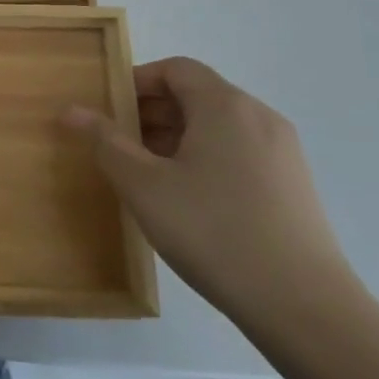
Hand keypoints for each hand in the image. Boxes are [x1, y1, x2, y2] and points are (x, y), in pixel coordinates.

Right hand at [61, 58, 358, 334]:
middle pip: (197, 95)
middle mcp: (259, 117)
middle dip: (152, 113)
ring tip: (148, 176)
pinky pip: (239, 152)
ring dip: (176, 138)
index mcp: (225, 105)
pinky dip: (206, 159)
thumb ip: (105, 141)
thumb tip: (72, 110)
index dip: (137, 82)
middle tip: (118, 146)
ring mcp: (283, 153)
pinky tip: (189, 202)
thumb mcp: (144, 186)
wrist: (306, 309)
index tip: (109, 111)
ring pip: (218, 126)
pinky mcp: (294, 186)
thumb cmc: (214, 232)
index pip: (176, 69)